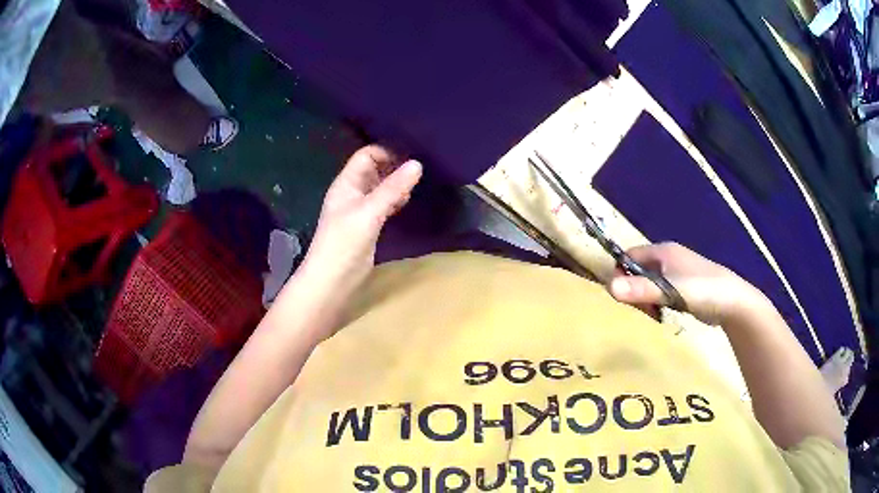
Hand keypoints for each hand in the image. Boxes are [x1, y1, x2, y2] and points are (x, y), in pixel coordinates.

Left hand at [301, 145, 421, 289]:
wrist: (332, 281)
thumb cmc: (344, 243)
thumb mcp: (369, 212)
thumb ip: (392, 189)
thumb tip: (417, 163)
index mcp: (346, 183)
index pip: (366, 155)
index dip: (386, 151)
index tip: (413, 153)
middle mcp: (353, 192)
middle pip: (375, 169)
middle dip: (395, 166)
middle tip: (422, 167)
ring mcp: (361, 209)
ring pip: (381, 188)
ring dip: (397, 184)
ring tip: (419, 183)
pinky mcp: (369, 225)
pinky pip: (384, 205)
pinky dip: (396, 200)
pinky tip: (408, 201)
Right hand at [606, 242, 762, 324]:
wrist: (733, 301)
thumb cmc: (701, 290)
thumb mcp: (670, 290)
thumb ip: (641, 290)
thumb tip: (609, 288)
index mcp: (663, 251)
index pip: (629, 255)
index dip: (620, 272)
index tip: (621, 295)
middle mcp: (668, 257)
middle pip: (638, 269)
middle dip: (633, 288)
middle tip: (639, 308)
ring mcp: (677, 272)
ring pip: (649, 282)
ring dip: (645, 297)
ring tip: (651, 313)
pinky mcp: (684, 286)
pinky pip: (661, 290)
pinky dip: (657, 301)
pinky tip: (662, 313)